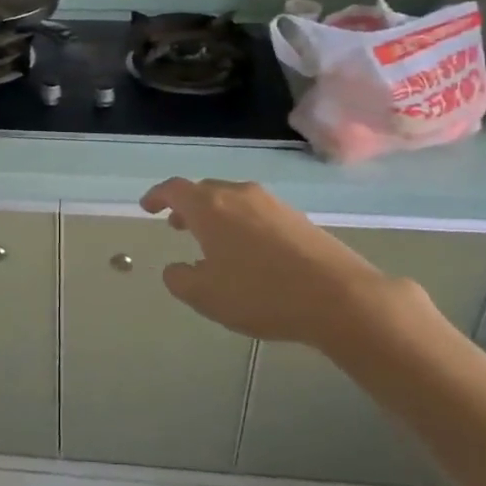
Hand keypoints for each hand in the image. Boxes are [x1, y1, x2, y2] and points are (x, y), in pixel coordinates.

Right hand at [140, 178, 398, 346]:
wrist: (338, 296)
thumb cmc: (260, 293)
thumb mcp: (206, 296)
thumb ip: (180, 279)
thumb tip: (175, 269)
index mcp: (210, 206)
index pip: (174, 189)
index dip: (157, 196)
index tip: (147, 207)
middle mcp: (239, 194)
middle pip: (205, 190)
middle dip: (187, 206)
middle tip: (178, 226)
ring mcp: (272, 203)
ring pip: (233, 200)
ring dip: (216, 215)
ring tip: (212, 241)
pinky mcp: (298, 218)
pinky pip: (258, 213)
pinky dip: (242, 224)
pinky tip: (249, 252)